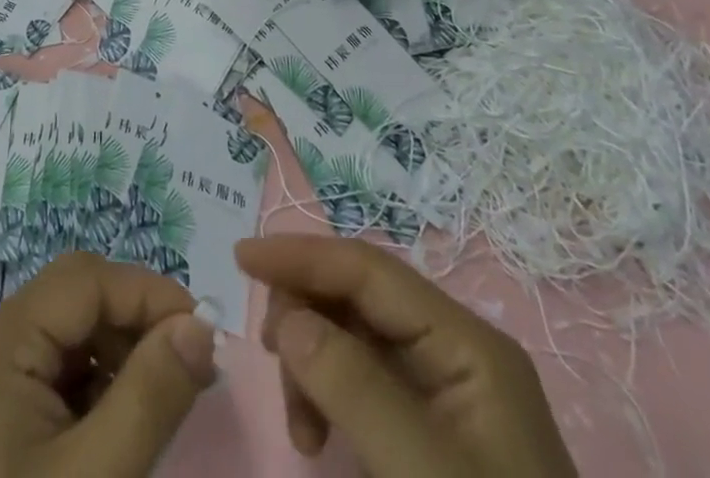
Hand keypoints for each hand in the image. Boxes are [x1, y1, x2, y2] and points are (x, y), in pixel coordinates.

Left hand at [0, 251, 219, 477]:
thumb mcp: (94, 476)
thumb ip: (150, 396)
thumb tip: (201, 327)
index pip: (85, 279)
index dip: (147, 294)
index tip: (203, 335)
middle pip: (74, 299)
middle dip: (135, 323)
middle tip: (189, 369)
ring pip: (67, 333)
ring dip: (118, 355)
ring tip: (158, 403)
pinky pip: (51, 371)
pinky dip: (92, 386)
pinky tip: (117, 427)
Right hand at [237, 235, 578, 477]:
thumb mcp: (424, 477)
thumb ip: (355, 388)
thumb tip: (288, 317)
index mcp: (468, 345)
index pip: (370, 269)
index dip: (303, 255)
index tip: (241, 258)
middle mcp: (455, 352)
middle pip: (357, 296)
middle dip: (305, 316)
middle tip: (271, 359)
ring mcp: (442, 391)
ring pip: (350, 336)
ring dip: (310, 364)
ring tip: (301, 429)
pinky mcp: (425, 429)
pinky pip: (358, 381)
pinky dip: (325, 395)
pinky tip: (315, 437)